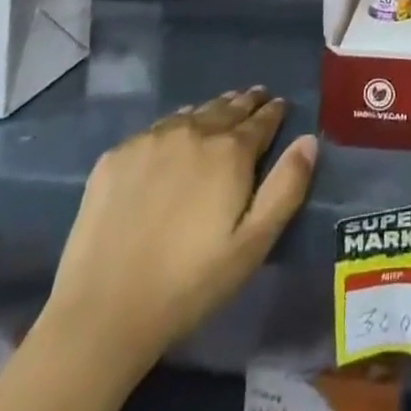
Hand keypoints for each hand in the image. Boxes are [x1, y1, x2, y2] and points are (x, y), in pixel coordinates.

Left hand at [38, 88, 316, 381]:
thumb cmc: (188, 284)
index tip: (281, 105)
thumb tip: (308, 140)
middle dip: (245, 102)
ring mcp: (151, 140)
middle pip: (227, 108)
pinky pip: (156, 129)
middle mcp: (193, 131)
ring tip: (220, 111)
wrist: (101, 313)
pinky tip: (174, 137)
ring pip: (192, 113)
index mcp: (230, 151)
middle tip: (256, 97)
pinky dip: (174, 126)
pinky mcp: (116, 156)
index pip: (261, 120)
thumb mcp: (252, 245)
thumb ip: (286, 188)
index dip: (274, 111)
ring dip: (211, 111)